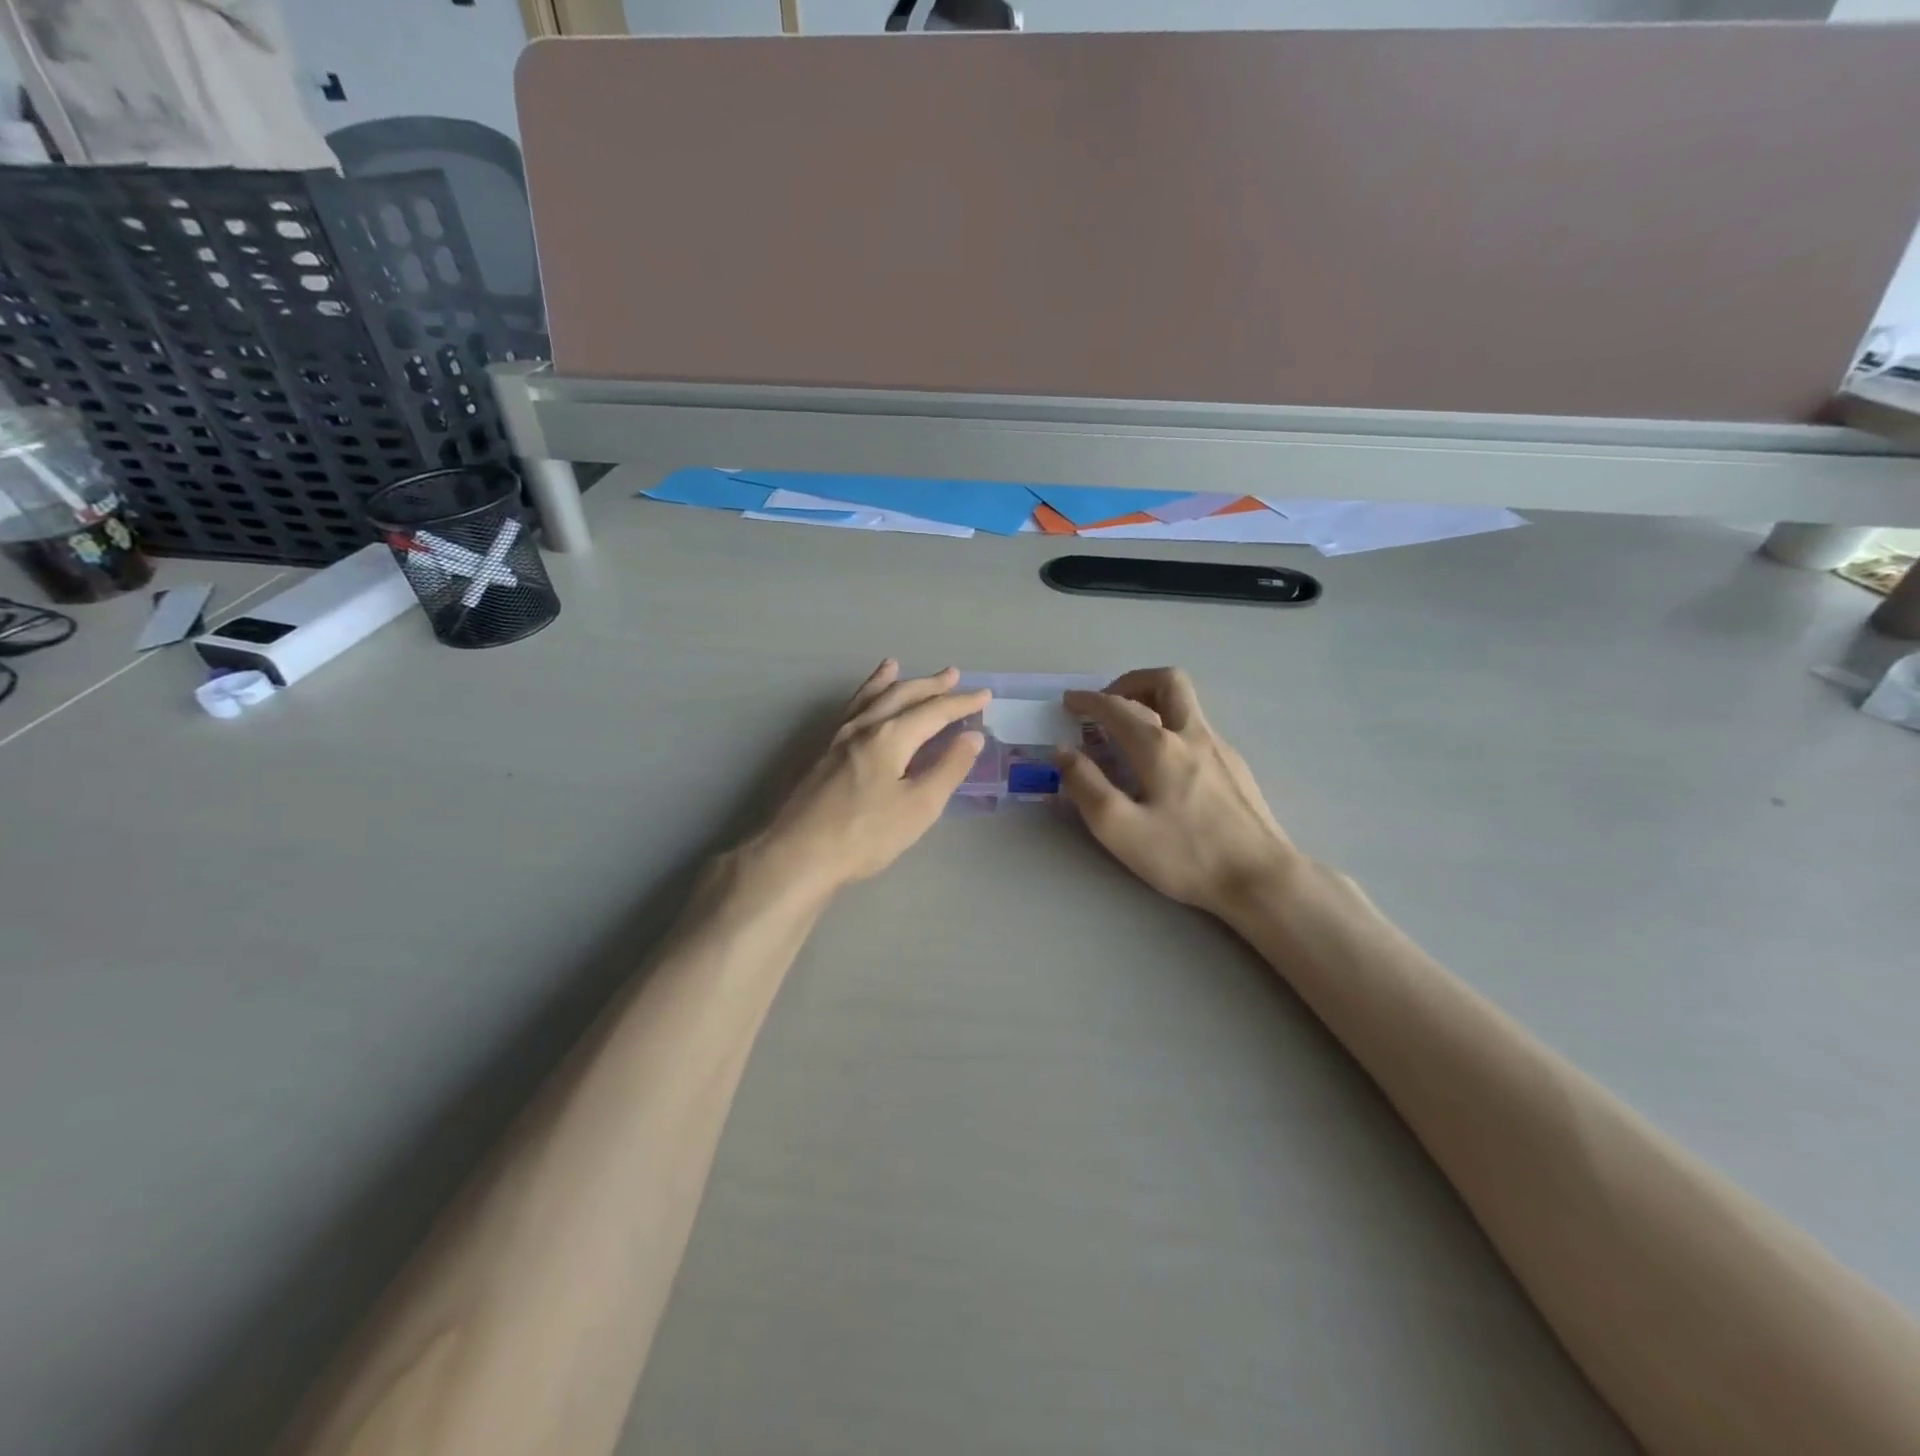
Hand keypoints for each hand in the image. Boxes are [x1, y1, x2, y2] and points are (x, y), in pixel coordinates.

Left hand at [749, 661, 987, 896]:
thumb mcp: (919, 806)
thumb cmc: (865, 834)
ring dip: (888, 682)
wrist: (797, 854)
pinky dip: (861, 697)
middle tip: (952, 674)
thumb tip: (972, 736)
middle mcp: (864, 727)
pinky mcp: (821, 754)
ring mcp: (837, 738)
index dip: (961, 703)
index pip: (934, 711)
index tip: (984, 695)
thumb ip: (948, 768)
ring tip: (895, 665)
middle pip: (900, 696)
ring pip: (868, 698)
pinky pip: (849, 711)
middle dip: (929, 685)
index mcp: (891, 736)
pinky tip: (861, 705)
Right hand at [1060, 668, 1297, 918]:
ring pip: (1186, 703)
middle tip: (1108, 703)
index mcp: (1158, 746)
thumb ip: (1086, 786)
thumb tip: (1064, 752)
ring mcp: (1220, 748)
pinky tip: (1165, 764)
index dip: (1087, 701)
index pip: (1116, 707)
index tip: (1069, 702)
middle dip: (1131, 682)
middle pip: (1166, 682)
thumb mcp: (1120, 829)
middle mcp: (1191, 734)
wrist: (1261, 877)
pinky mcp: (1236, 767)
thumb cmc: (1186, 855)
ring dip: (1154, 702)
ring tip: (1131, 730)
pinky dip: (1172, 727)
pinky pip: (1198, 729)